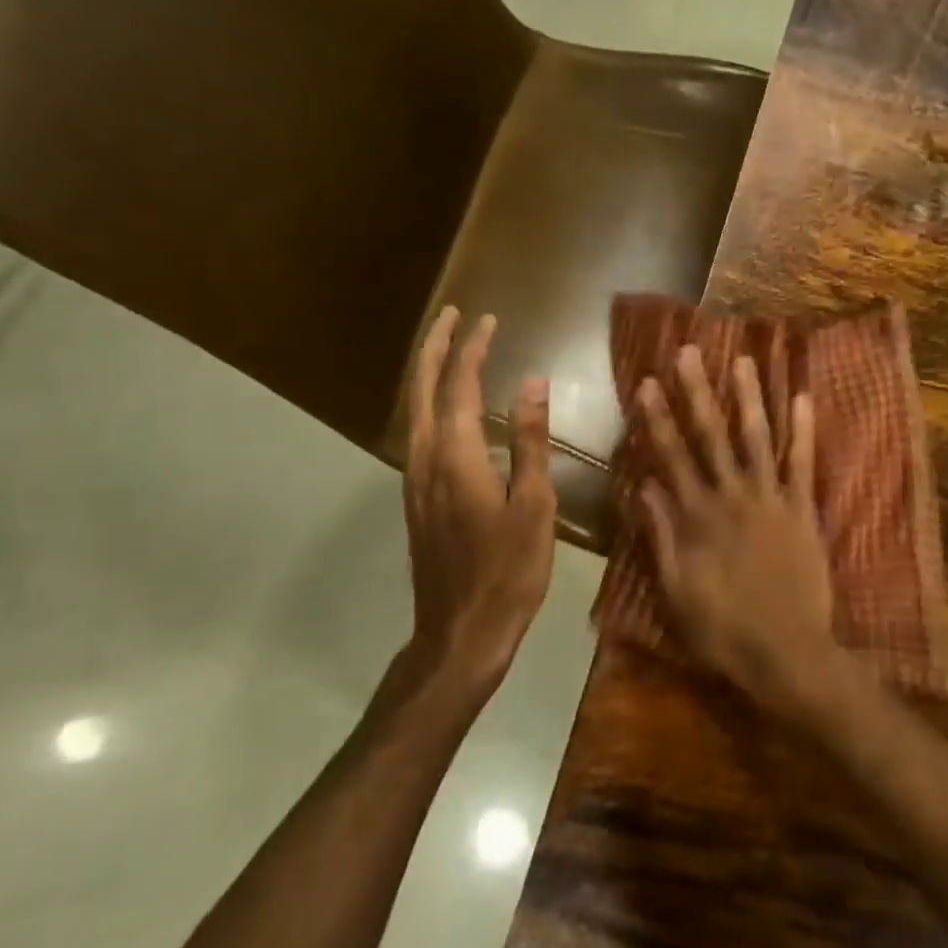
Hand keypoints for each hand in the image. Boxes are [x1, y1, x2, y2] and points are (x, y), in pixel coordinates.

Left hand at [402, 308, 555, 694]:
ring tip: (448, 348)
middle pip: (421, 388)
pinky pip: (419, 432)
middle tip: (451, 315)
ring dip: (428, 372)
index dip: (472, 349)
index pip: (459, 385)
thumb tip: (532, 382)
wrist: (461, 632)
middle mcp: (424, 459)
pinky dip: (431, 403)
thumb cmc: (508, 570)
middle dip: (434, 347)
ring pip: (414, 409)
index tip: (487, 319)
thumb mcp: (533, 504)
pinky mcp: (417, 497)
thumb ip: (529, 440)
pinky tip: (449, 407)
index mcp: (455, 456)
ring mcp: (414, 479)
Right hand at [635, 346, 838, 713]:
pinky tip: (803, 398)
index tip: (648, 383)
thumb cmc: (723, 629)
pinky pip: (803, 463)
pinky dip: (803, 430)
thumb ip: (660, 536)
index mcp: (696, 516)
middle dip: (698, 392)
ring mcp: (771, 499)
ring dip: (750, 397)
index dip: (657, 419)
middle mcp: (731, 496)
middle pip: (710, 435)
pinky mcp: (803, 509)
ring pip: (757, 438)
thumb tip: (644, 485)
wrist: (786, 652)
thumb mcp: (675, 590)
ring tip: (744, 360)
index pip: (670, 456)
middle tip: (689, 352)